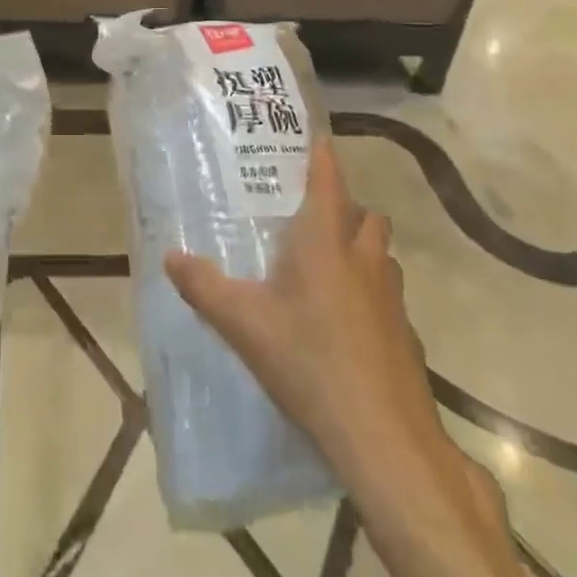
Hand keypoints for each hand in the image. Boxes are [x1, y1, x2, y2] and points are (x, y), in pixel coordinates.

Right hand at [163, 140, 444, 488]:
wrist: (383, 436)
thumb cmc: (308, 361)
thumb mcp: (242, 324)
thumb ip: (203, 286)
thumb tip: (169, 256)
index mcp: (324, 242)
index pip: (329, 180)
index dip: (322, 157)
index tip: (315, 140)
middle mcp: (364, 258)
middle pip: (366, 214)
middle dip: (345, 207)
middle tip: (312, 218)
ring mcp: (392, 297)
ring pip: (381, 253)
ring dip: (361, 249)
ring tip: (328, 267)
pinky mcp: (406, 334)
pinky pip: (388, 294)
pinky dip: (371, 293)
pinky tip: (345, 323)